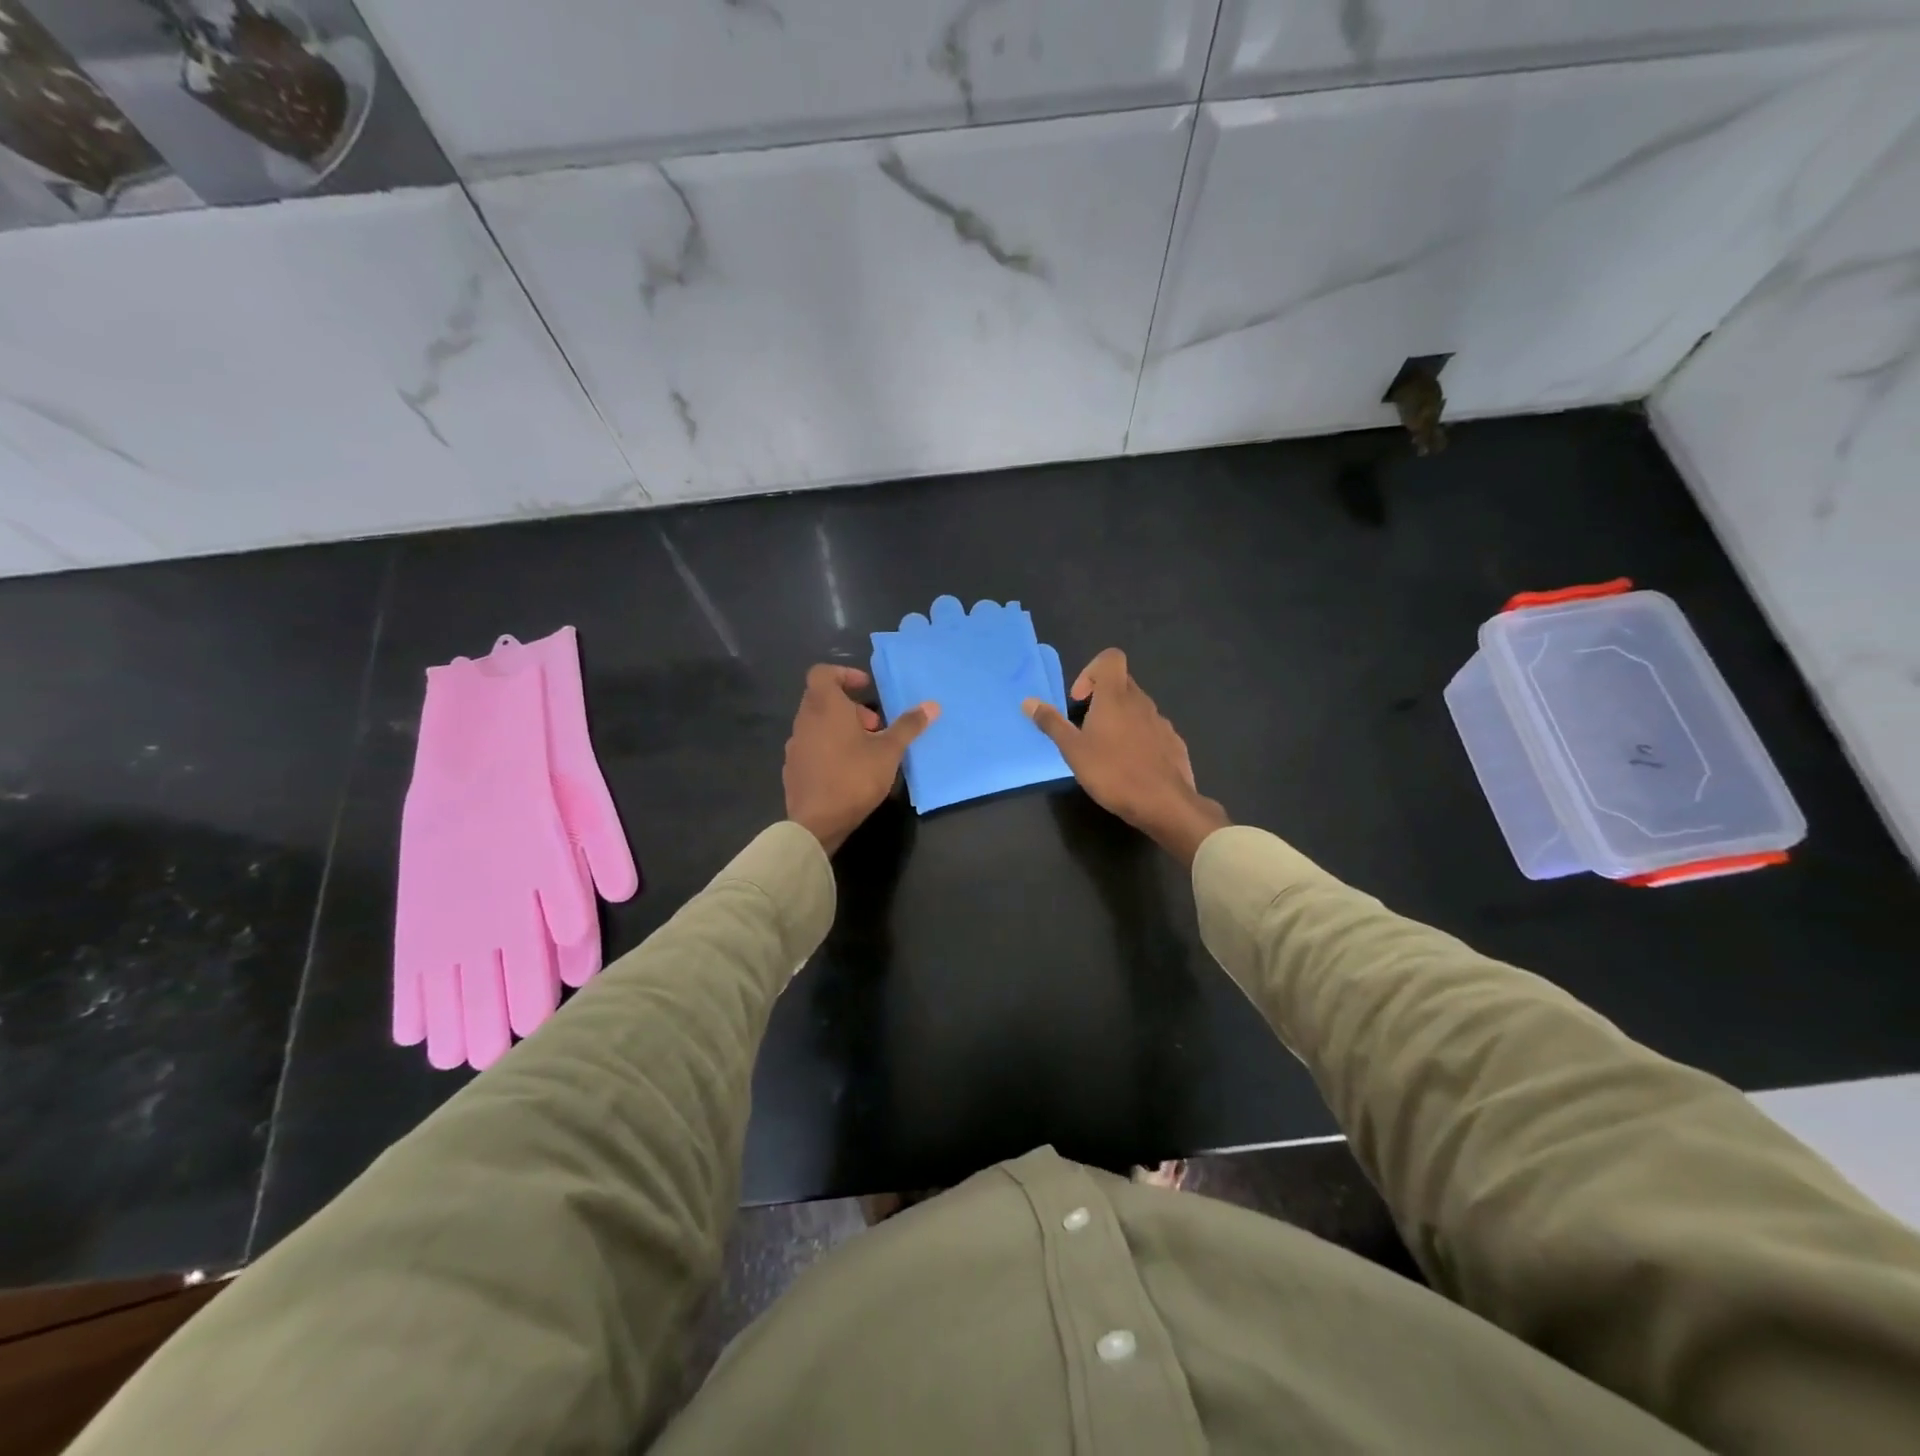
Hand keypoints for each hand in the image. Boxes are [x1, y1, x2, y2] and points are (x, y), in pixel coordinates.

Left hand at [785, 665, 937, 854]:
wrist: (816, 823)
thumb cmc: (853, 777)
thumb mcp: (888, 751)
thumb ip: (908, 726)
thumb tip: (932, 705)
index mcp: (824, 707)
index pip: (823, 673)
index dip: (844, 674)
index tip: (866, 688)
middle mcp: (805, 720)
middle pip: (823, 699)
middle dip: (851, 707)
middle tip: (875, 726)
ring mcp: (795, 745)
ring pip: (818, 724)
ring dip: (841, 728)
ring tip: (866, 750)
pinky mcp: (792, 768)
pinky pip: (812, 746)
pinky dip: (829, 748)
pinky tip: (847, 770)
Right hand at [1024, 648, 1228, 864]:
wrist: (1164, 804)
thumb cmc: (1113, 773)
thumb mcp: (1073, 750)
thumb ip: (1052, 723)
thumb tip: (1028, 701)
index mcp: (1116, 697)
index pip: (1111, 658)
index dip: (1092, 671)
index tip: (1080, 700)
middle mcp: (1141, 702)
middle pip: (1122, 683)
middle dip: (1102, 698)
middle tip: (1086, 728)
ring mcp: (1161, 722)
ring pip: (1137, 708)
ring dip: (1120, 720)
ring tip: (1107, 752)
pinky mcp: (1174, 742)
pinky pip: (1152, 730)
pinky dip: (1139, 738)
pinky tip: (1131, 766)